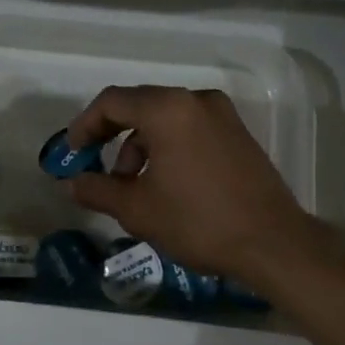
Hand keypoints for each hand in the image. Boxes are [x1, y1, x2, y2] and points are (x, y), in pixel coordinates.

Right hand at [63, 85, 321, 288]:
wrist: (274, 244)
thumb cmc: (198, 221)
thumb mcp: (137, 209)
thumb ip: (97, 189)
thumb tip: (70, 183)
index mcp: (167, 109)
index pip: (111, 102)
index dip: (84, 125)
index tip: (73, 153)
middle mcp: (195, 100)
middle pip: (139, 105)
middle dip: (112, 136)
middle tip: (97, 169)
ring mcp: (221, 114)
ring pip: (165, 118)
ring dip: (140, 145)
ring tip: (134, 186)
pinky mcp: (238, 133)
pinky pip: (189, 128)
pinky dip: (168, 146)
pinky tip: (166, 183)